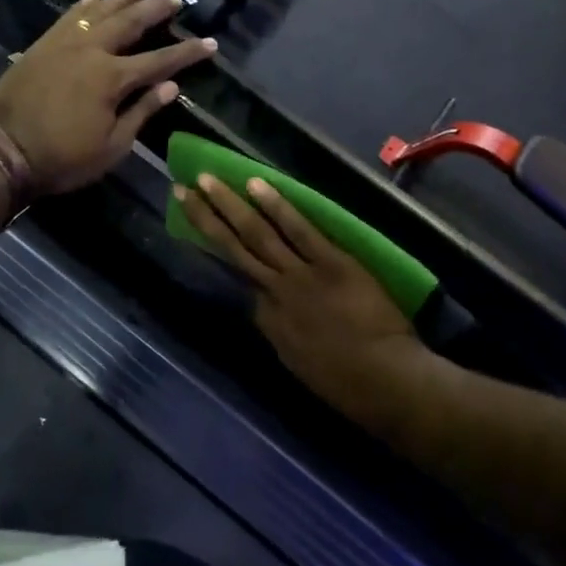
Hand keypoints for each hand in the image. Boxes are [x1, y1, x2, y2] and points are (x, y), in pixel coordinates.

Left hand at [0, 0, 216, 195]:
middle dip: (155, 9)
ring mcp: (64, 44)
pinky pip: (68, 17)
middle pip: (130, 23)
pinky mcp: (42, 45)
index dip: (187, 53)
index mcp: (113, 78)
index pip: (160, 61)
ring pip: (100, 11)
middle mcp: (92, 51)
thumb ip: (142, 111)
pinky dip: (84, 5)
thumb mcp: (112, 146)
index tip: (209, 42)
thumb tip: (171, 87)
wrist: (2, 151)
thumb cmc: (63, 157)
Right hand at [176, 173, 412, 398]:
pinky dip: (275, 205)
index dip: (232, 262)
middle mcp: (274, 293)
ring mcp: (299, 275)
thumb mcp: (303, 368)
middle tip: (181, 192)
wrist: (384, 380)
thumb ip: (288, 339)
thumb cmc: (349, 386)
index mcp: (269, 324)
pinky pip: (298, 229)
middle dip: (205, 220)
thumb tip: (280, 320)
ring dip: (228, 205)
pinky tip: (254, 183)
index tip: (215, 235)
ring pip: (256, 234)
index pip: (246, 287)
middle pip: (234, 250)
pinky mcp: (329, 261)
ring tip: (205, 180)